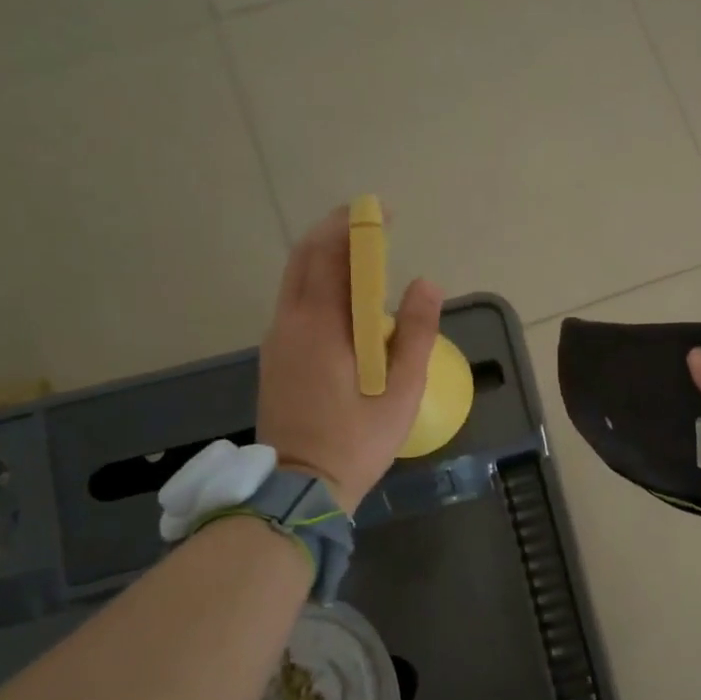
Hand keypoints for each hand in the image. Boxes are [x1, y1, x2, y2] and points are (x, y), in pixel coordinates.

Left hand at [257, 207, 442, 513]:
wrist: (300, 487)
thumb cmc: (358, 441)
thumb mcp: (402, 391)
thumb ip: (417, 334)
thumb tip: (426, 283)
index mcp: (322, 327)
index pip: (334, 258)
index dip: (357, 228)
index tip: (382, 213)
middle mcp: (290, 323)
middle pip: (306, 259)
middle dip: (333, 231)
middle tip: (367, 221)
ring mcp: (277, 340)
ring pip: (294, 280)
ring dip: (323, 255)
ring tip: (357, 251)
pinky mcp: (274, 357)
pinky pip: (293, 302)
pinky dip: (315, 281)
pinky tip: (340, 295)